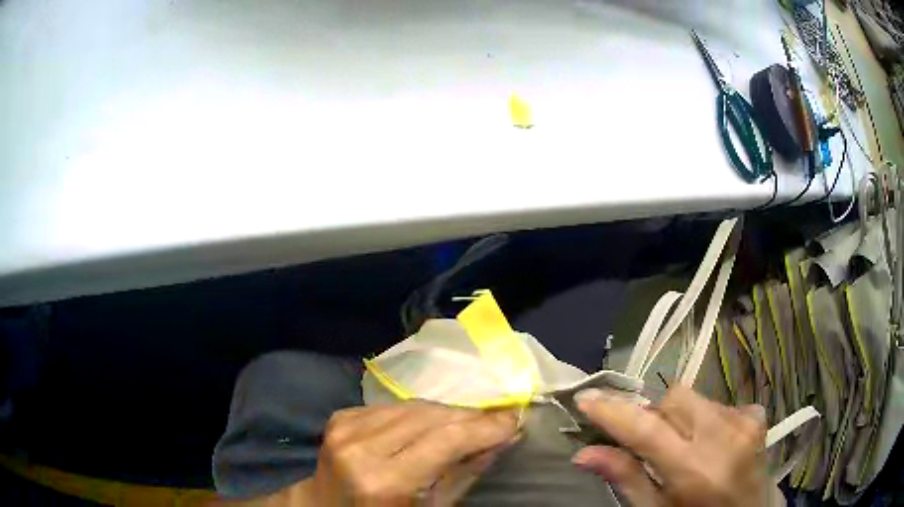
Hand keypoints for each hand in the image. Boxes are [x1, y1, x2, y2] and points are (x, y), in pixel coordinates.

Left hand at [310, 401, 518, 505]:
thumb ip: (464, 472)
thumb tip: (502, 438)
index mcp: (384, 481)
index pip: (446, 440)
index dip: (484, 427)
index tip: (514, 420)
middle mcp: (361, 448)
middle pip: (430, 417)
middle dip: (469, 417)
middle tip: (496, 421)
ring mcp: (345, 428)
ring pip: (412, 406)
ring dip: (446, 413)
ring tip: (468, 422)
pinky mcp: (340, 417)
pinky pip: (392, 406)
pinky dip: (417, 413)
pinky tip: (428, 425)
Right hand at [572, 386, 771, 506]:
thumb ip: (626, 478)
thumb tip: (585, 453)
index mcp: (694, 470)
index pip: (647, 430)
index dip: (613, 412)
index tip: (585, 398)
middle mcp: (723, 437)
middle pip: (675, 399)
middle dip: (654, 415)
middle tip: (649, 442)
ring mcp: (745, 421)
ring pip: (696, 398)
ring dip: (680, 418)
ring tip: (684, 447)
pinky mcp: (757, 415)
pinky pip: (720, 403)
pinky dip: (706, 418)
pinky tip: (711, 443)